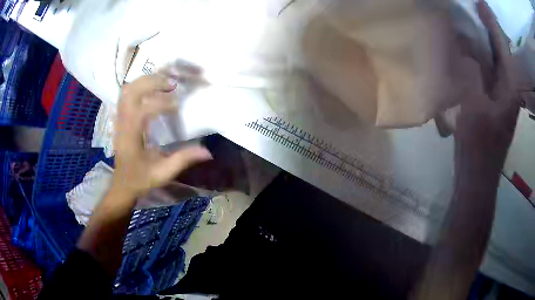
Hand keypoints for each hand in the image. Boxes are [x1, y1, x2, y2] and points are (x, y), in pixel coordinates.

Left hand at [112, 72, 212, 197]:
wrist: (122, 184)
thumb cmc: (141, 179)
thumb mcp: (163, 173)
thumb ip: (183, 160)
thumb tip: (207, 151)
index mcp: (131, 137)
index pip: (143, 110)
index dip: (161, 103)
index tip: (177, 106)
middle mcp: (122, 123)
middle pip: (132, 91)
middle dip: (152, 82)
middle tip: (172, 84)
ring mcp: (119, 118)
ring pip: (127, 89)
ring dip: (145, 81)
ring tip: (163, 82)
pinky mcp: (120, 117)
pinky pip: (126, 94)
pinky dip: (138, 86)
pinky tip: (151, 89)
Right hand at [454, 0, 519, 173]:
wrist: (477, 175)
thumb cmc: (479, 147)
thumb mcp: (475, 108)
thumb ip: (473, 73)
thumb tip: (465, 43)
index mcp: (510, 88)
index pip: (503, 47)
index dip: (492, 23)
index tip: (481, 3)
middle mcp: (508, 88)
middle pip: (501, 51)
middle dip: (489, 28)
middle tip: (475, 8)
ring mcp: (501, 95)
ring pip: (495, 60)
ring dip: (485, 40)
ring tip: (471, 21)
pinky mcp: (493, 101)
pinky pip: (488, 71)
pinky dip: (480, 56)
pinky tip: (471, 48)